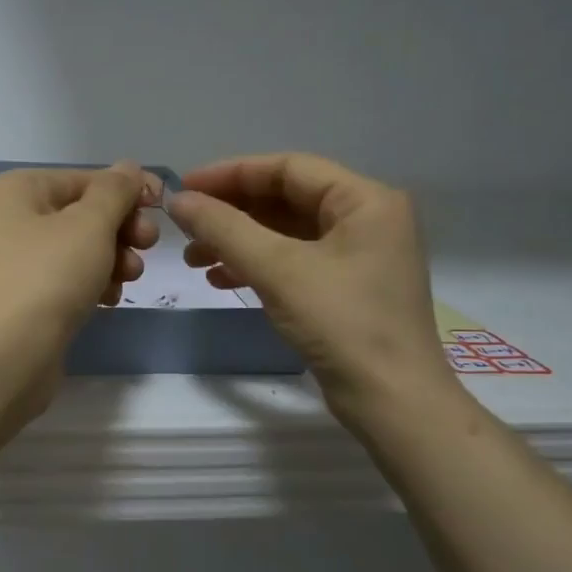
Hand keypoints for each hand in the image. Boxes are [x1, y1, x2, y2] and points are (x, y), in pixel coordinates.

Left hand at [0, 162, 159, 359]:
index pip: (81, 179)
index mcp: (15, 190)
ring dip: (112, 259)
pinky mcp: (25, 299)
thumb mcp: (90, 223)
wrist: (8, 353)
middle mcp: (9, 220)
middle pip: (80, 214)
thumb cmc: (48, 274)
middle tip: (148, 245)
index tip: (162, 205)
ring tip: (130, 276)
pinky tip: (108, 300)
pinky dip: (92, 284)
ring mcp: (15, 263)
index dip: (125, 190)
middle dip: (120, 229)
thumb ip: (115, 191)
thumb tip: (128, 168)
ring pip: (78, 250)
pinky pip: (67, 280)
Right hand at [167, 154, 456, 423]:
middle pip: (286, 199)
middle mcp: (367, 219)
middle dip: (232, 212)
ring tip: (194, 258)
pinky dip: (257, 266)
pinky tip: (221, 279)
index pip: (288, 168)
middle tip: (185, 226)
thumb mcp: (279, 269)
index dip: (230, 173)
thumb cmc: (342, 324)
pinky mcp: (347, 288)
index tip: (184, 187)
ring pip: (286, 233)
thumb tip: (179, 200)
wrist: (393, 403)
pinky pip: (294, 261)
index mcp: (365, 200)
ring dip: (238, 241)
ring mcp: (358, 256)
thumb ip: (225, 229)